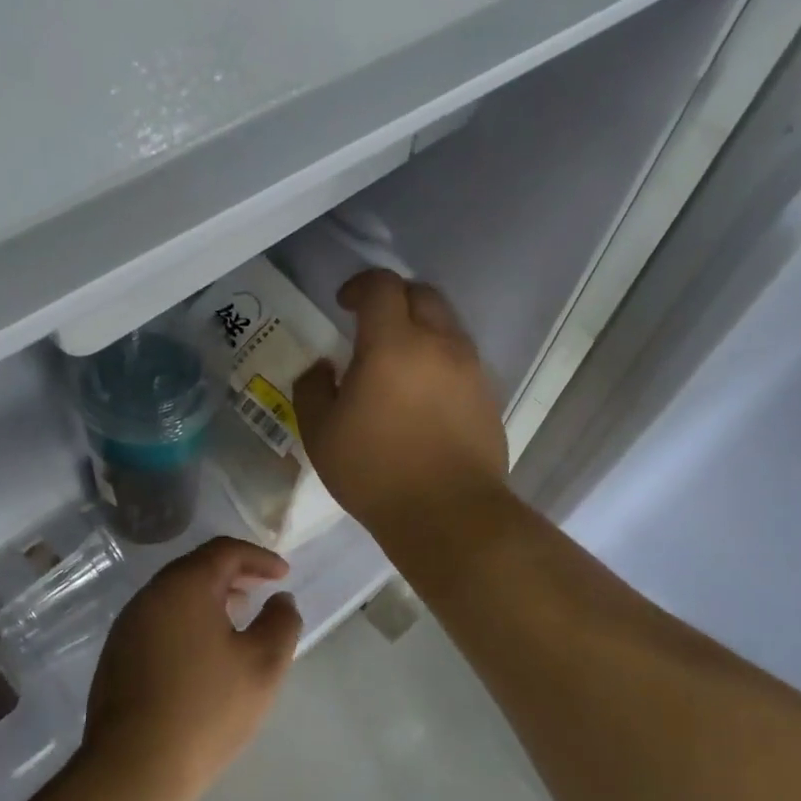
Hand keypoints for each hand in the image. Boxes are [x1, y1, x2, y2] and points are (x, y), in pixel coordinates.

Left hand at [82, 537, 302, 800]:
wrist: (134, 767)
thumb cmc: (207, 709)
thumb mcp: (263, 665)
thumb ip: (281, 623)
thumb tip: (281, 600)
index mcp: (184, 586)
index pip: (224, 551)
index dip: (258, 557)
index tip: (283, 574)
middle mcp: (150, 595)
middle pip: (196, 567)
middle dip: (233, 574)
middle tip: (261, 590)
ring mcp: (127, 624)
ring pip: (175, 594)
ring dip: (209, 597)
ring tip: (237, 618)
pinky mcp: (116, 653)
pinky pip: (158, 620)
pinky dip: (186, 620)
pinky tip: (202, 652)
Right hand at [294, 269, 508, 534]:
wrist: (448, 514)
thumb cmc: (374, 472)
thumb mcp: (320, 433)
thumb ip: (313, 389)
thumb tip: (323, 368)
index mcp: (392, 345)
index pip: (381, 286)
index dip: (359, 285)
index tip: (343, 304)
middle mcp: (438, 344)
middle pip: (421, 294)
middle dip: (393, 298)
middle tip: (370, 324)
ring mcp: (469, 369)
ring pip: (446, 324)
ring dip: (419, 328)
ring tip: (397, 361)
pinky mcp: (487, 395)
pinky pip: (460, 358)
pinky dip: (438, 358)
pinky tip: (421, 394)